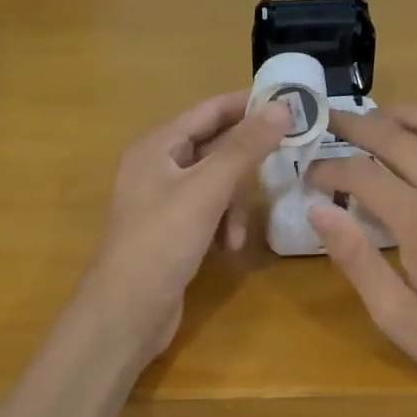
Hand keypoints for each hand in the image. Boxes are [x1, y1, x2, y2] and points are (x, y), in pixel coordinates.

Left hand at [74, 91, 292, 367]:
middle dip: (246, 161)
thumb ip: (245, 148)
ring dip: (235, 204)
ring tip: (239, 232)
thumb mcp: (207, 191)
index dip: (248, 104)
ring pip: (216, 182)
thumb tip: (282, 107)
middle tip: (287, 159)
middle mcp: (158, 166)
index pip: (210, 110)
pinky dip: (223, 224)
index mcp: (157, 146)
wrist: (125, 314)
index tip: (290, 102)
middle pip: (215, 146)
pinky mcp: (172, 230)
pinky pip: (209, 211)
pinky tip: (228, 248)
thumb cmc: (162, 242)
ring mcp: (164, 199)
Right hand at [306, 106, 416, 414]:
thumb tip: (317, 208)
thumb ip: (354, 257)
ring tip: (378, 119)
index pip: (362, 173)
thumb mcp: (394, 314)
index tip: (308, 175)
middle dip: (357, 125)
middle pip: (397, 137)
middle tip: (331, 121)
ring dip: (403, 115)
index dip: (329, 168)